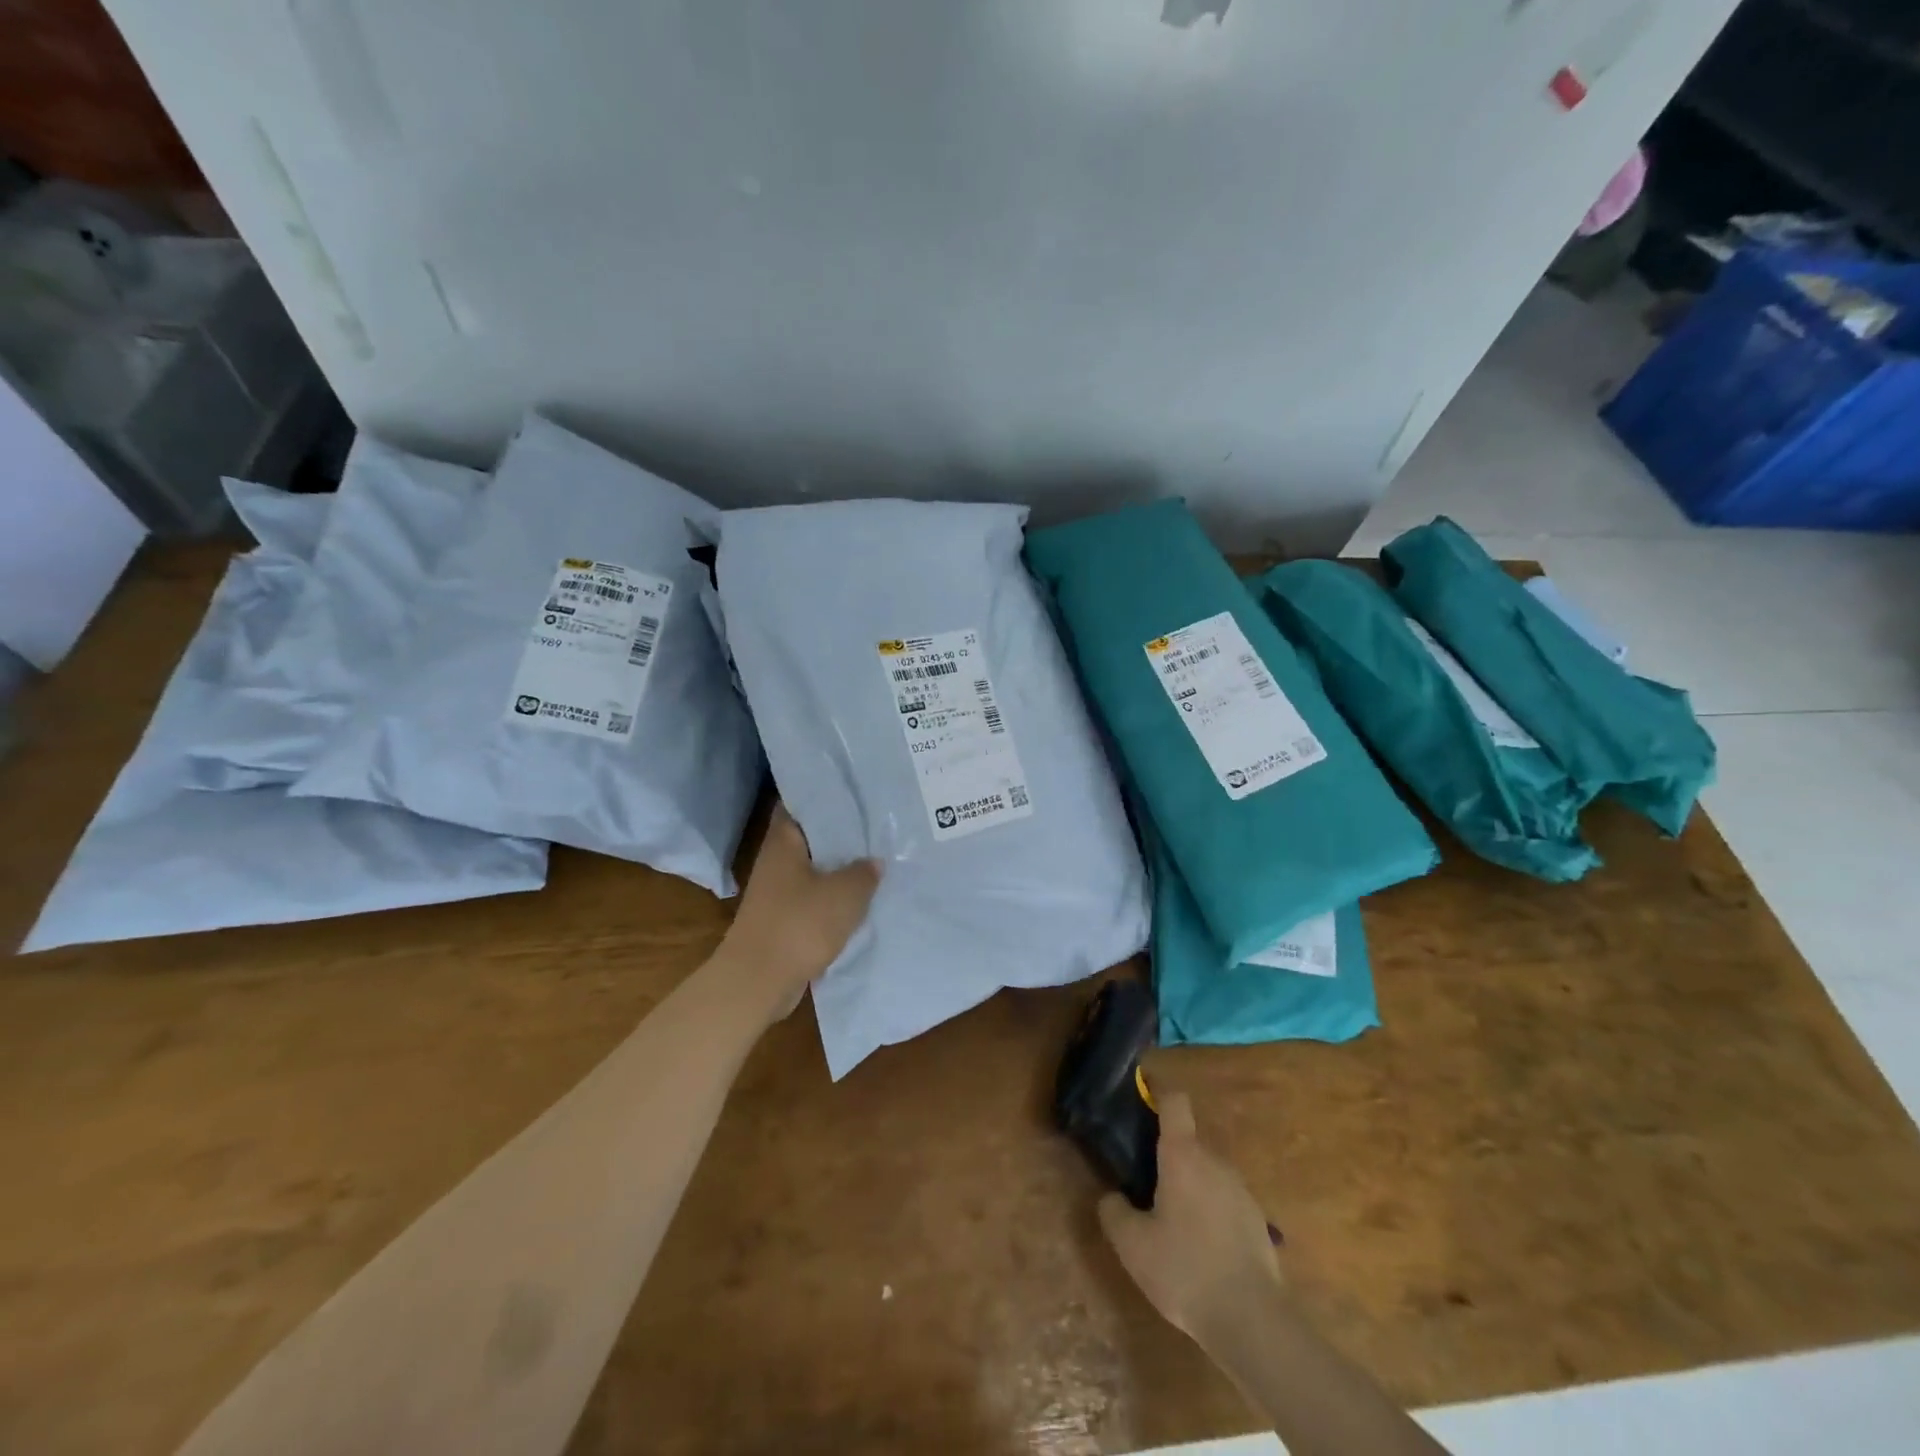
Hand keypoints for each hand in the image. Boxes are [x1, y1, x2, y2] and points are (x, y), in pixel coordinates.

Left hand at [717, 804, 880, 1016]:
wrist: (757, 982)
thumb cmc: (799, 925)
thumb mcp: (845, 894)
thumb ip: (864, 872)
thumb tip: (873, 861)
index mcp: (783, 842)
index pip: (800, 802)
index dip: (826, 794)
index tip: (857, 790)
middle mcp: (776, 861)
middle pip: (810, 837)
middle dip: (841, 833)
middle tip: (878, 823)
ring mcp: (777, 892)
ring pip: (814, 870)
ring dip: (840, 868)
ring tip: (877, 859)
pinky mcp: (783, 919)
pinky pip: (813, 899)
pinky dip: (834, 898)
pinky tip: (862, 899)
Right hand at [1099, 1090, 1283, 1349]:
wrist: (1252, 1321)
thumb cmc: (1184, 1270)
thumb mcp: (1132, 1245)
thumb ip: (1114, 1211)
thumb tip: (1112, 1196)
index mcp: (1183, 1155)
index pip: (1175, 1102)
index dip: (1158, 1091)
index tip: (1141, 1093)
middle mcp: (1215, 1161)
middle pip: (1187, 1141)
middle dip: (1166, 1154)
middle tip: (1143, 1180)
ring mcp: (1241, 1190)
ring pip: (1207, 1172)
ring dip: (1188, 1184)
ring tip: (1170, 1221)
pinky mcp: (1257, 1220)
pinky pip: (1224, 1200)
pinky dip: (1209, 1210)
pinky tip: (1199, 1248)